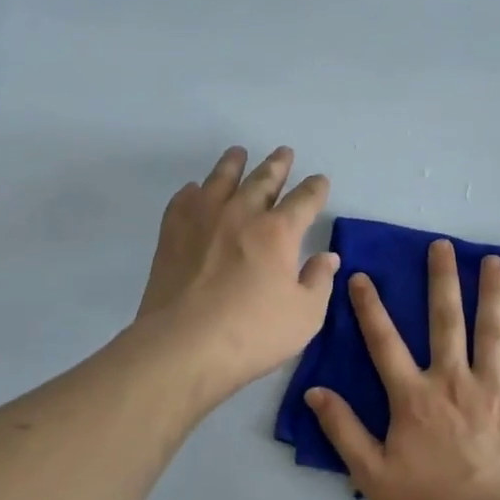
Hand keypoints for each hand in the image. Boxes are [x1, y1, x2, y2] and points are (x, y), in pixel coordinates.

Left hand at [136, 146, 338, 393]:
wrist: (182, 346)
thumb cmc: (252, 334)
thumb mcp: (304, 316)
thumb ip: (319, 282)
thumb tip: (327, 257)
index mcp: (278, 232)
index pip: (304, 200)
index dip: (315, 189)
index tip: (320, 181)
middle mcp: (241, 214)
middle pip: (263, 180)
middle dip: (278, 165)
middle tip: (284, 152)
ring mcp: (202, 220)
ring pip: (221, 180)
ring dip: (234, 164)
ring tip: (238, 153)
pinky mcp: (172, 234)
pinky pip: (184, 200)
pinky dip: (194, 191)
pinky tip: (195, 190)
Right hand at [306, 238, 499, 499]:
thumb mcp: (372, 473)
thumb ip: (343, 430)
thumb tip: (315, 392)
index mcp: (414, 396)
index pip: (384, 342)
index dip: (369, 307)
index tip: (360, 275)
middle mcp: (453, 380)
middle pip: (445, 320)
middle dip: (442, 280)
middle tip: (443, 245)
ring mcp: (495, 388)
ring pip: (493, 330)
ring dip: (492, 292)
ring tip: (493, 260)